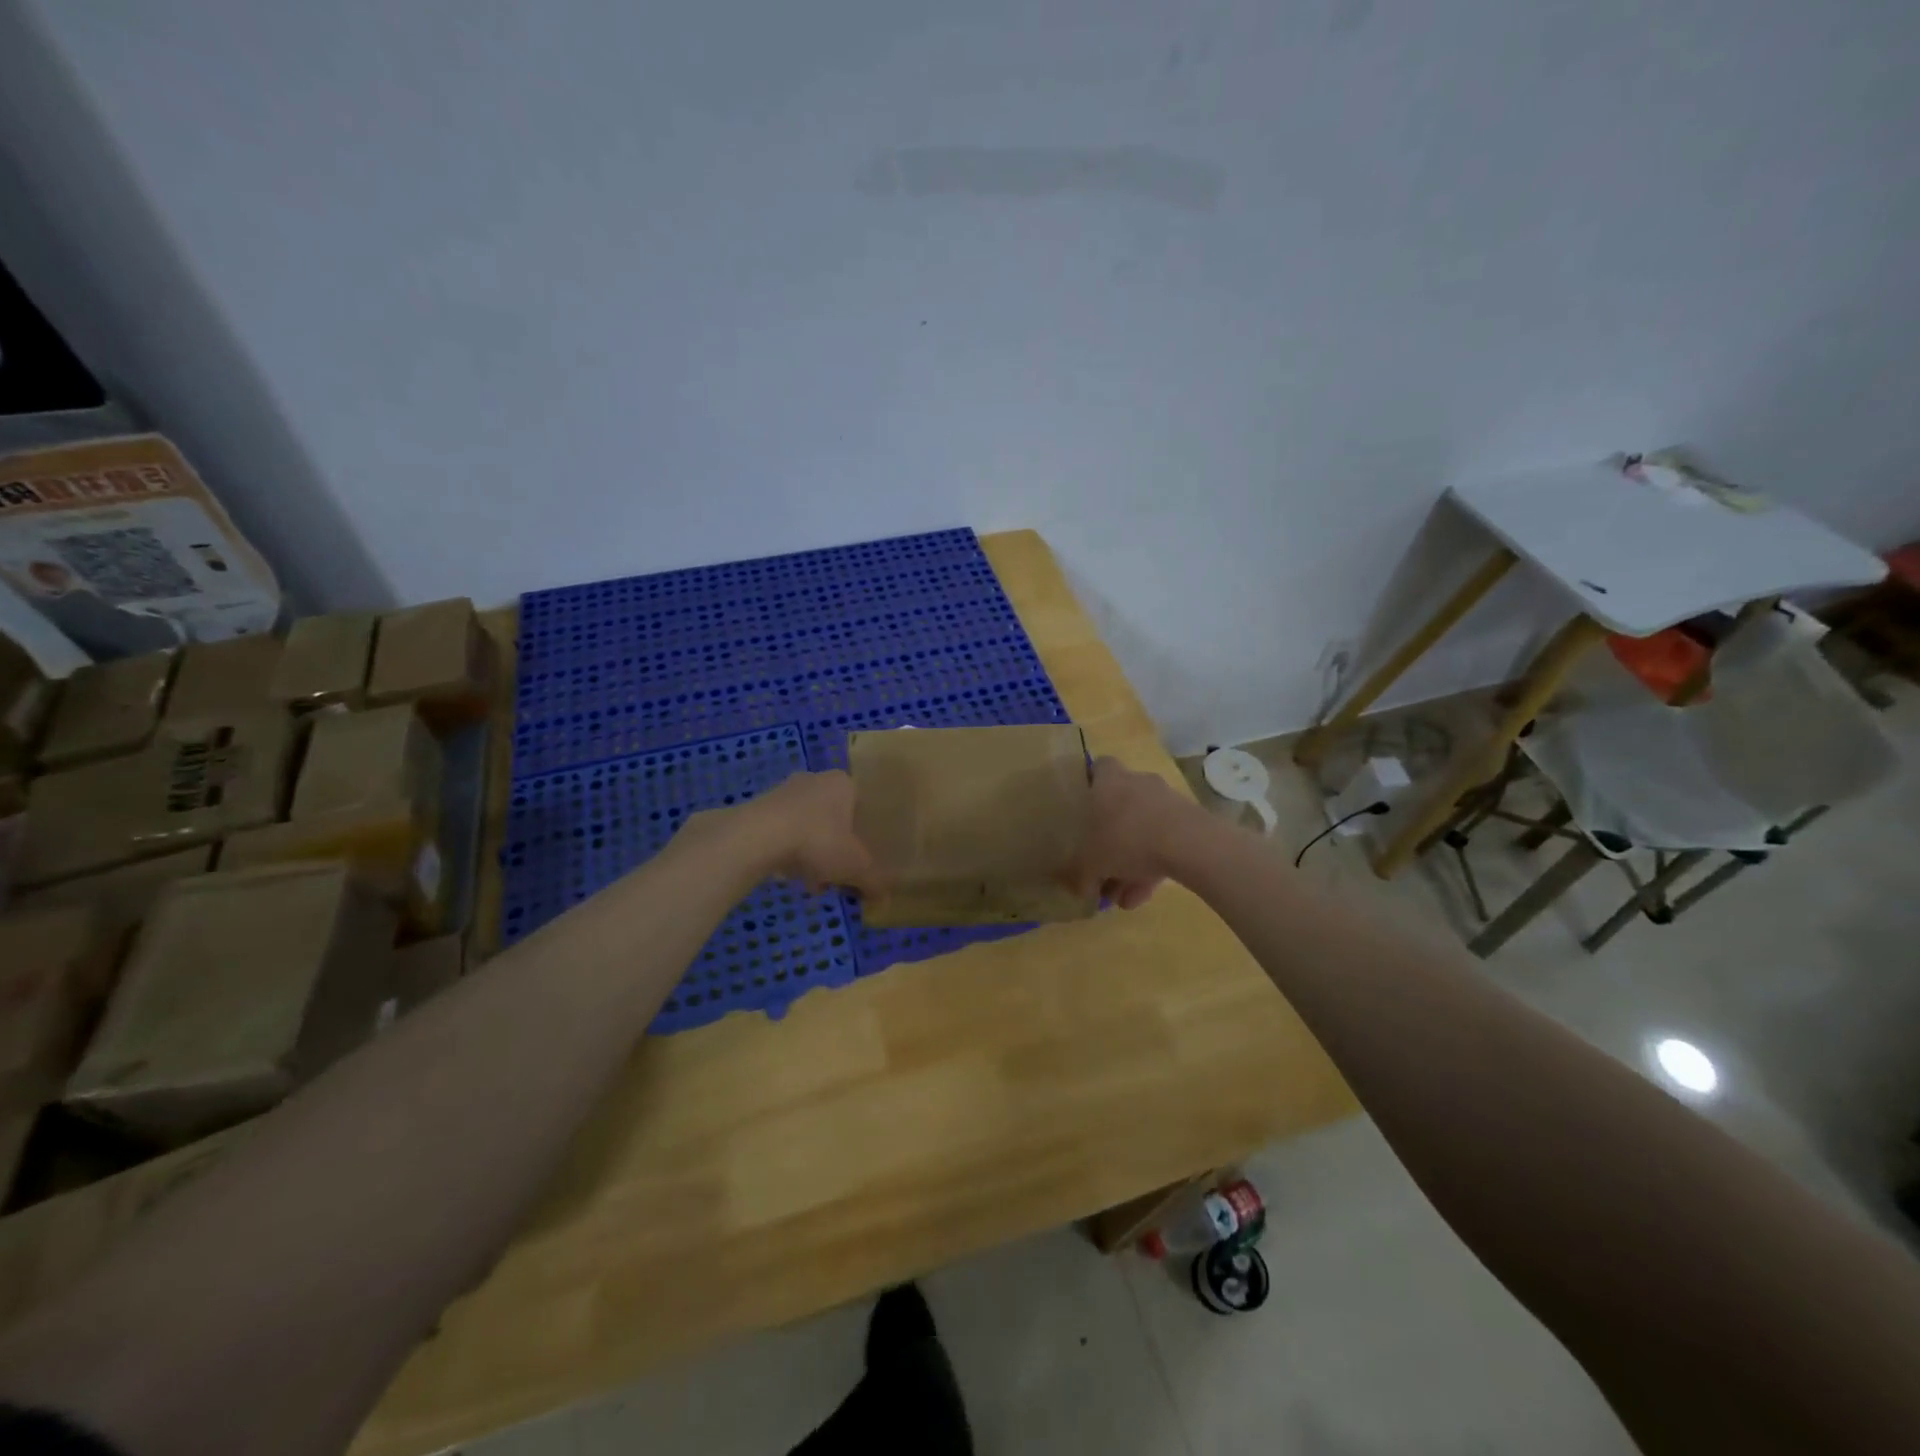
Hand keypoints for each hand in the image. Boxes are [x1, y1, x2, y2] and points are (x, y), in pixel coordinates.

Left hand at [739, 770, 882, 895]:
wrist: (758, 837)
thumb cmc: (818, 840)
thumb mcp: (856, 866)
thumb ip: (874, 881)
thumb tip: (886, 898)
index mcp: (844, 783)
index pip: (862, 806)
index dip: (864, 835)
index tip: (862, 859)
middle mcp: (815, 779)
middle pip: (834, 818)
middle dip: (836, 848)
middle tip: (838, 874)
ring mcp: (784, 791)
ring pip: (808, 827)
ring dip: (813, 853)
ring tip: (814, 884)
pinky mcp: (759, 807)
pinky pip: (783, 832)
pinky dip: (790, 853)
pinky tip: (790, 876)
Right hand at [1064, 757, 1204, 909]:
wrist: (1189, 844)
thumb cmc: (1127, 840)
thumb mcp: (1089, 862)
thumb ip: (1078, 874)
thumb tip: (1076, 887)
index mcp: (1110, 781)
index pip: (1099, 768)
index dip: (1091, 786)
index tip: (1084, 810)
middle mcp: (1138, 784)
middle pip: (1120, 808)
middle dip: (1110, 841)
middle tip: (1102, 870)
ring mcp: (1167, 802)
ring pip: (1142, 831)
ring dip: (1131, 862)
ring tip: (1123, 898)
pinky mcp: (1190, 822)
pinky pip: (1164, 844)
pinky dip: (1153, 868)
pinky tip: (1143, 898)